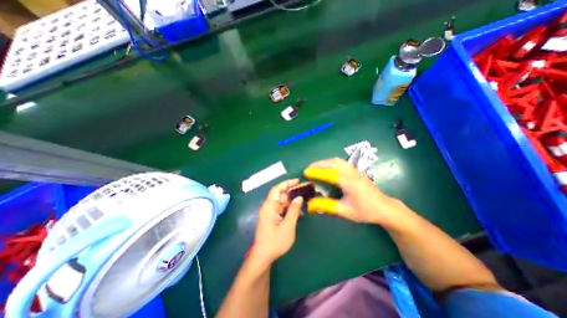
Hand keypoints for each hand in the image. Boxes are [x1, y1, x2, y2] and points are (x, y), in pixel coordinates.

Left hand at [251, 180, 305, 264]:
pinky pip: (283, 209)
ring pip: (283, 202)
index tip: (298, 181)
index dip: (287, 183)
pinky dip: (290, 208)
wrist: (264, 256)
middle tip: (305, 191)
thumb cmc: (275, 242)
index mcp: (269, 206)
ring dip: (293, 201)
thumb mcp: (288, 226)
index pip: (277, 189)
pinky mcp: (273, 217)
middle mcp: (269, 207)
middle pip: (281, 195)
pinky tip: (299, 210)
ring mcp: (271, 212)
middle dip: (293, 192)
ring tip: (305, 200)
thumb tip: (299, 198)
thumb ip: (294, 210)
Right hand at [303, 156, 405, 225]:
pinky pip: (341, 162)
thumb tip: (310, 204)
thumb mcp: (345, 211)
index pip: (329, 173)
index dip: (316, 172)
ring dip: (324, 162)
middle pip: (332, 162)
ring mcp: (355, 170)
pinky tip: (327, 168)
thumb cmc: (365, 211)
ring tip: (315, 167)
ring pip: (337, 160)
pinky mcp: (356, 170)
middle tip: (308, 169)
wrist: (384, 208)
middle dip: (318, 164)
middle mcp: (352, 173)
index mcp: (349, 182)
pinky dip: (330, 162)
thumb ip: (326, 206)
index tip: (305, 172)